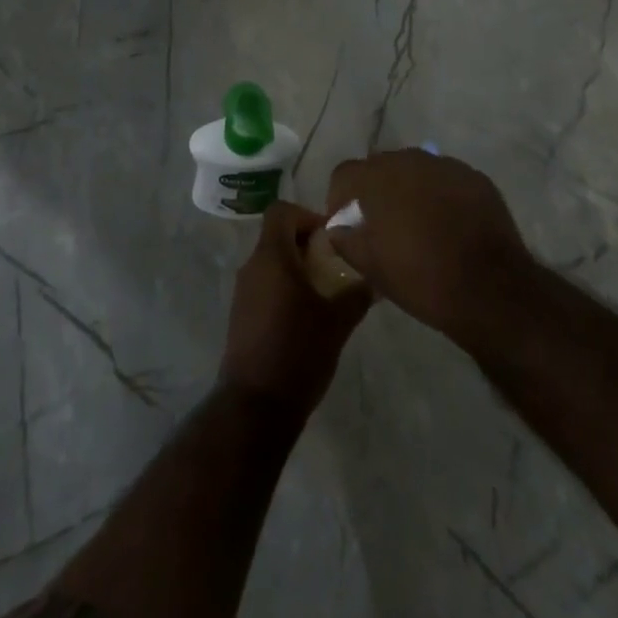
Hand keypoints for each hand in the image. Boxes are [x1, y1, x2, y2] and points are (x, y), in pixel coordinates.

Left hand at [220, 201, 370, 417]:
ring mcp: (243, 291)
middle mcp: (252, 266)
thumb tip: (377, 279)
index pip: (282, 210)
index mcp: (272, 256)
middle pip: (277, 236)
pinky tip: (306, 317)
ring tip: (325, 293)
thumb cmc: (298, 352)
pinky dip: (284, 289)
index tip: (330, 238)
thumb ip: (357, 294)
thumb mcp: (337, 322)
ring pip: (271, 262)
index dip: (307, 215)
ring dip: (296, 269)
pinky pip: (264, 286)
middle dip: (306, 245)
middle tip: (334, 266)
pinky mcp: (241, 315)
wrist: (256, 406)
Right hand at [325, 150, 533, 339]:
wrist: (491, 289)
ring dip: (409, 190)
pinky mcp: (474, 176)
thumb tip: (337, 229)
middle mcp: (409, 160)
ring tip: (418, 223)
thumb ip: (346, 240)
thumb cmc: (422, 280)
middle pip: (380, 166)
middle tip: (382, 224)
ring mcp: (445, 165)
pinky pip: (445, 179)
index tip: (347, 223)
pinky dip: (440, 195)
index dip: (340, 197)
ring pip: (415, 170)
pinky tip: (448, 224)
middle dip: (376, 190)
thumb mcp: (372, 268)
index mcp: (377, 178)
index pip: (345, 173)